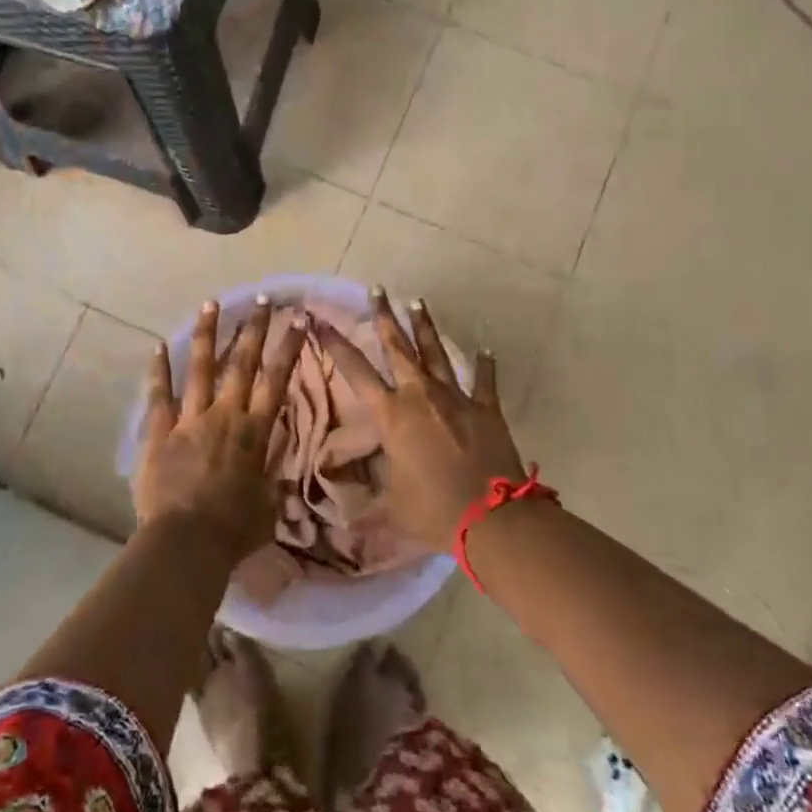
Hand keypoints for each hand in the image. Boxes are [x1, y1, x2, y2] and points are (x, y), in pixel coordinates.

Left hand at [135, 297, 305, 561]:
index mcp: (254, 432)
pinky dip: (159, 370)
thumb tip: (280, 462)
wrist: (187, 542)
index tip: (298, 317)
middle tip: (261, 299)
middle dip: (253, 328)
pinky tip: (158, 345)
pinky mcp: (159, 432)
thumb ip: (272, 476)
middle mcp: (224, 415)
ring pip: (200, 368)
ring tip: (210, 303)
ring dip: (206, 334)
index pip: (277, 379)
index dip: (289, 346)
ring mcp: (189, 420)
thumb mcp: (268, 505)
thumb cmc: (234, 530)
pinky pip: (159, 395)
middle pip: (241, 363)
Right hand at [316, 288, 524, 551]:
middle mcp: (420, 396)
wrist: (492, 519)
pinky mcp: (486, 408)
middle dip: (384, 316)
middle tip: (377, 289)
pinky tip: (485, 347)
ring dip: (425, 326)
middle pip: (398, 347)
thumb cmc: (433, 511)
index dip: (335, 344)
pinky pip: (484, 380)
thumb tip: (339, 522)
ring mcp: (456, 398)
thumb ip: (365, 506)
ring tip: (417, 301)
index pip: (355, 371)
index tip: (319, 319)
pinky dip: (484, 363)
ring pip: (436, 353)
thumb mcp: (390, 509)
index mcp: (392, 415)